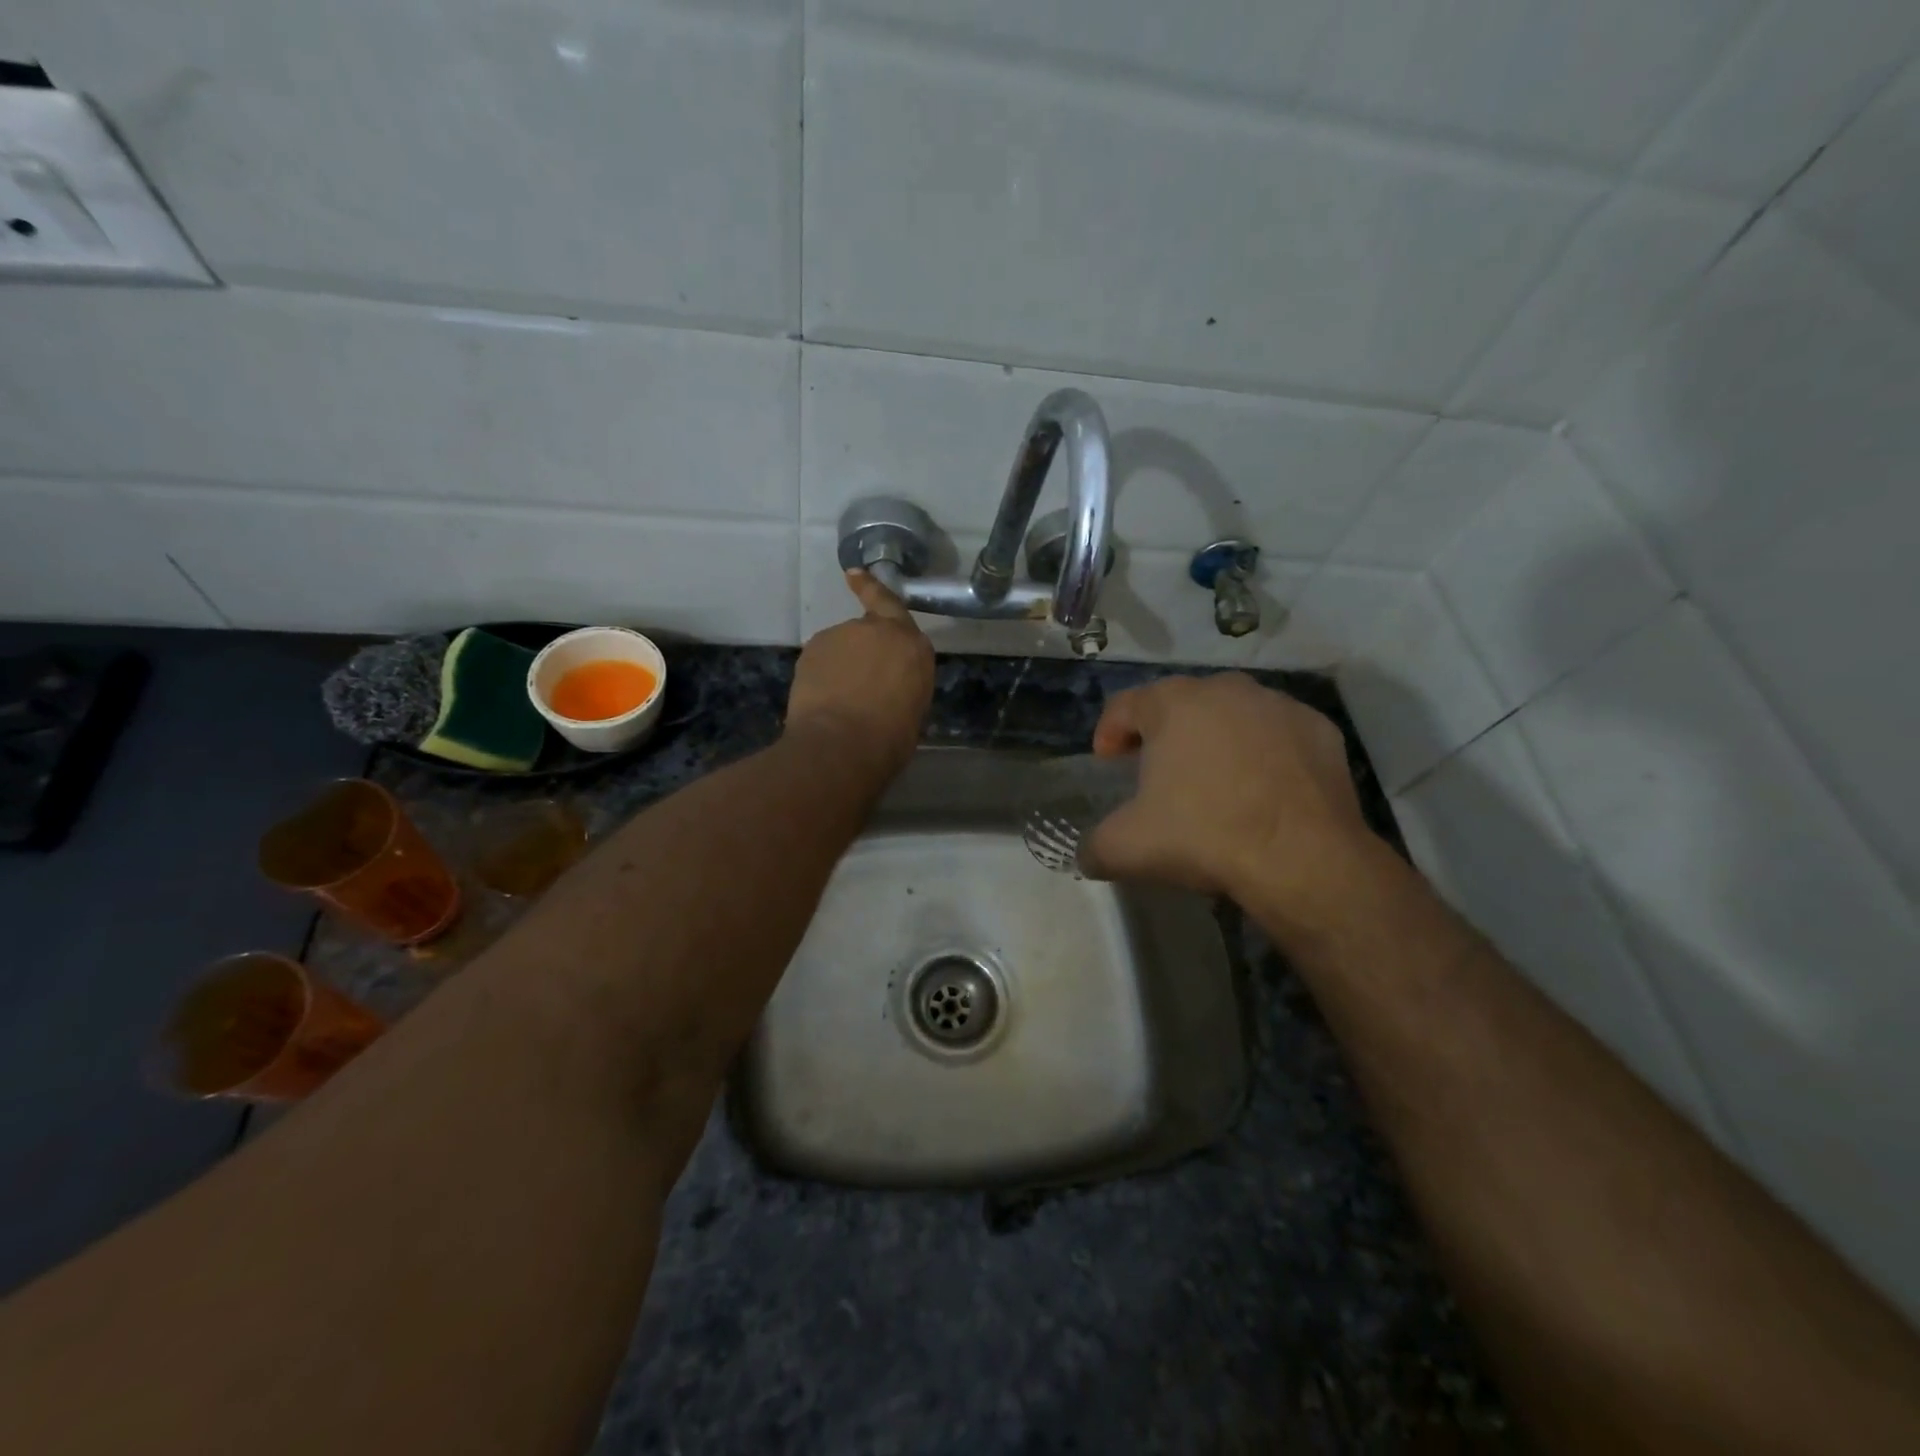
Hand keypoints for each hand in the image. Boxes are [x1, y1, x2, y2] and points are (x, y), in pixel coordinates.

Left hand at [785, 570, 934, 780]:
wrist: (842, 743)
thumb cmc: (889, 737)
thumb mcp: (913, 706)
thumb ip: (902, 681)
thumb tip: (888, 684)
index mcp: (913, 645)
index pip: (893, 607)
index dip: (873, 590)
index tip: (854, 574)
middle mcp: (878, 630)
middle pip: (868, 631)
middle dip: (863, 651)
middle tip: (861, 685)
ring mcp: (842, 634)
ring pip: (841, 646)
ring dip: (841, 665)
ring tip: (841, 700)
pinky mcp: (813, 648)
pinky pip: (821, 659)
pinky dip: (822, 674)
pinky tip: (823, 700)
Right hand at [1079, 673, 1377, 910]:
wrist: (1303, 858)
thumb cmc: (1204, 836)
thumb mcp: (1126, 848)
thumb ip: (1094, 845)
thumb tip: (1087, 854)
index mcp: (1173, 704)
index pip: (1124, 706)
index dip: (1109, 733)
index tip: (1109, 763)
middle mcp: (1225, 689)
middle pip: (1180, 705)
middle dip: (1164, 734)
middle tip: (1157, 773)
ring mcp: (1278, 705)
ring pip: (1232, 716)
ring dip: (1216, 740)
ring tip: (1214, 783)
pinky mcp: (1320, 729)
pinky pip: (1277, 735)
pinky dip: (1264, 754)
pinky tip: (1263, 790)